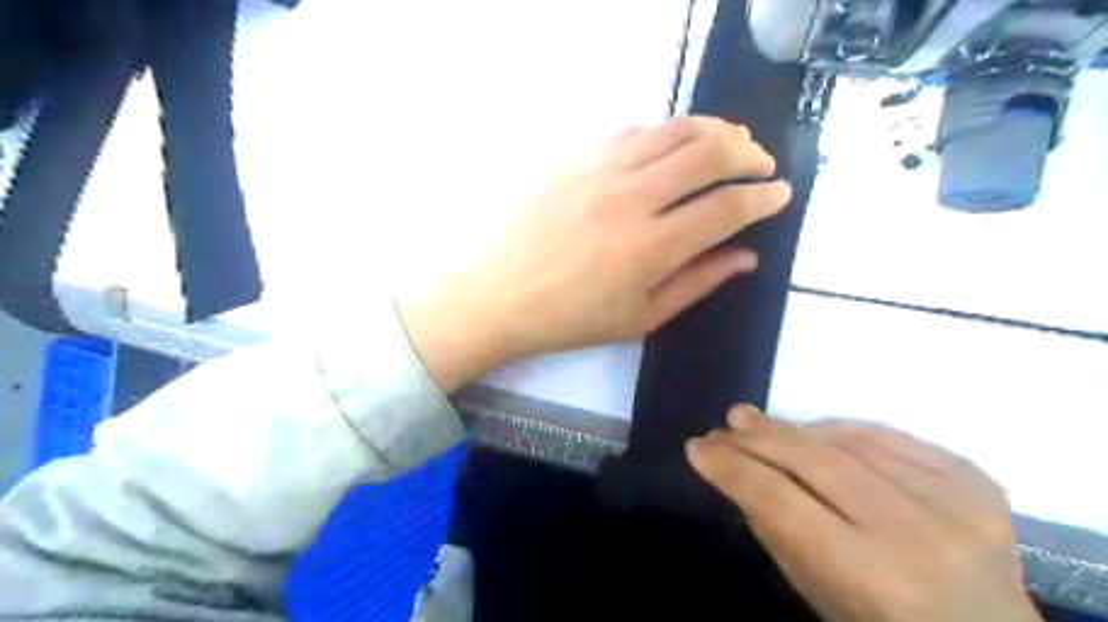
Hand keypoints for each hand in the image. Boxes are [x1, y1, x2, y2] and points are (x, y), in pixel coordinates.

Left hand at [404, 114, 791, 390]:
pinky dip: (666, 130)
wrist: (502, 297)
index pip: (726, 208)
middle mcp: (631, 198)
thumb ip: (698, 282)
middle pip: (708, 154)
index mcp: (651, 248)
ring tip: (732, 139)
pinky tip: (675, 142)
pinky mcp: (576, 160)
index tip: (780, 193)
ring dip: (713, 129)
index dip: (762, 198)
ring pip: (672, 130)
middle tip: (762, 164)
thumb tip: (746, 256)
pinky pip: (633, 131)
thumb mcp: (642, 316)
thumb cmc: (572, 319)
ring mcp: (600, 172)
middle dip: (748, 154)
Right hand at [686, 407, 1038, 620]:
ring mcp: (955, 503)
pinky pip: (893, 437)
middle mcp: (915, 534)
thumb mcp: (820, 598)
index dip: (732, 469)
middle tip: (724, 424)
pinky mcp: (977, 484)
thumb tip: (738, 475)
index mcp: (873, 577)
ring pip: (851, 442)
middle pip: (814, 461)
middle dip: (758, 438)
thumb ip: (777, 534)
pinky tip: (815, 428)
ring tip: (756, 420)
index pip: (780, 500)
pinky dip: (845, 429)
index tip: (698, 448)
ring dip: (795, 427)